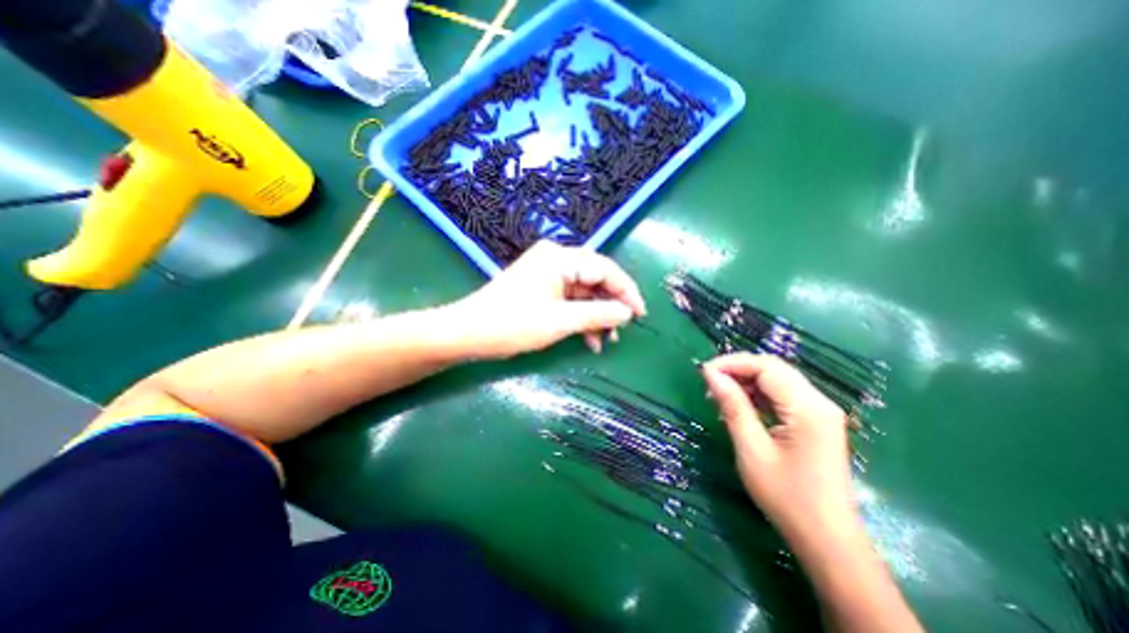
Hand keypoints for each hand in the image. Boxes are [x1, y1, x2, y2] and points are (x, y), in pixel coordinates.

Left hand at [447, 243, 643, 357]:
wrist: (469, 333)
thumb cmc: (513, 324)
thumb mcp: (560, 321)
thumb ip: (598, 314)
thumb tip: (628, 313)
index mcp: (560, 258)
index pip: (604, 269)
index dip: (626, 291)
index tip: (640, 314)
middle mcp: (555, 259)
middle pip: (595, 279)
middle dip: (610, 306)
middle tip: (622, 330)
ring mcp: (547, 273)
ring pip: (584, 292)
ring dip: (596, 316)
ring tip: (606, 340)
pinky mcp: (541, 287)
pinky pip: (569, 299)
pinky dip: (580, 318)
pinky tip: (589, 339)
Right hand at [703, 355, 861, 550]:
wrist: (828, 541)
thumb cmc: (786, 496)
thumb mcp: (751, 449)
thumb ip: (733, 406)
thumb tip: (711, 374)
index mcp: (808, 408)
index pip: (766, 367)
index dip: (732, 364)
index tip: (703, 372)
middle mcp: (819, 402)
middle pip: (774, 369)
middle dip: (738, 369)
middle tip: (709, 382)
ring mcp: (820, 412)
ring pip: (778, 380)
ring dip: (747, 381)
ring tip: (719, 395)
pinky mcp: (816, 422)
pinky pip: (783, 396)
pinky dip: (758, 395)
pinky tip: (739, 405)